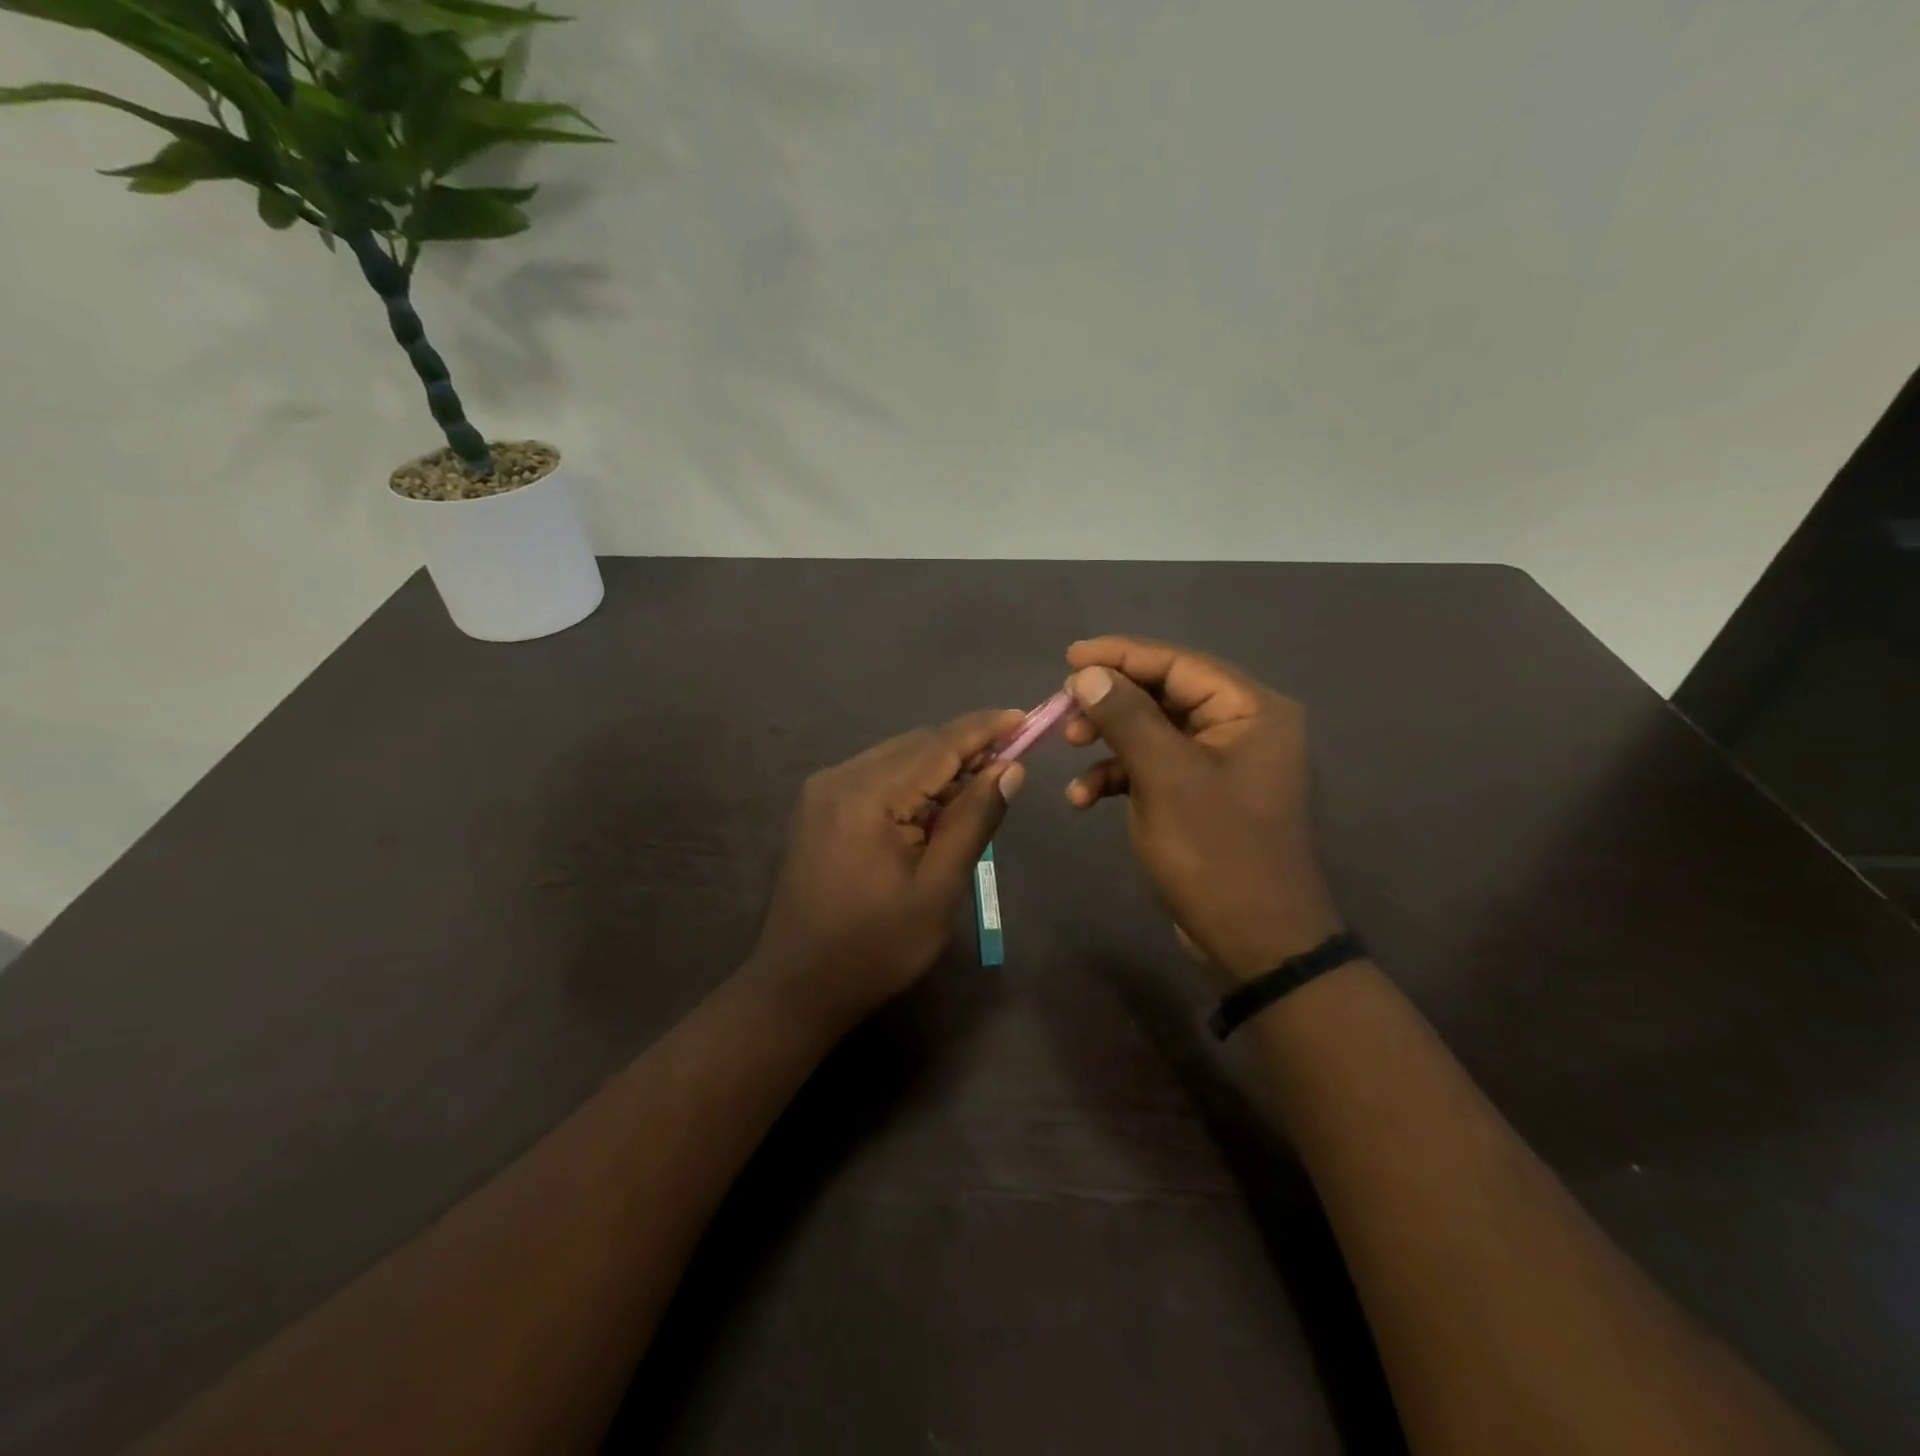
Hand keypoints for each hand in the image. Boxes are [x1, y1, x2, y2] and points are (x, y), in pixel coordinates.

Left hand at [750, 709, 1025, 1030]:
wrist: (798, 986)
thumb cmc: (876, 947)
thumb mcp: (938, 888)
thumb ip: (973, 820)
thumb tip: (1009, 768)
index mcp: (867, 796)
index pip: (938, 745)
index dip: (985, 729)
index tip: (1026, 717)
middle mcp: (839, 777)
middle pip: (916, 745)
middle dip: (965, 748)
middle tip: (1009, 765)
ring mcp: (823, 790)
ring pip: (896, 757)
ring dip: (939, 766)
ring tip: (977, 789)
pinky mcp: (818, 805)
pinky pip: (876, 776)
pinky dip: (911, 782)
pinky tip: (932, 808)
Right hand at [1061, 636, 1340, 981]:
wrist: (1254, 941)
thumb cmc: (1215, 851)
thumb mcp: (1164, 777)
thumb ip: (1127, 717)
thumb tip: (1089, 673)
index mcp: (1251, 710)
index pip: (1178, 664)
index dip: (1120, 656)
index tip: (1069, 657)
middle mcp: (1242, 727)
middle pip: (1163, 694)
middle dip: (1109, 702)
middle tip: (1063, 710)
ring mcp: (1222, 763)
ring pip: (1153, 731)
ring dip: (1109, 741)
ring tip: (1069, 749)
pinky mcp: (1202, 795)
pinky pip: (1155, 767)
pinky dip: (1119, 776)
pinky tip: (1083, 798)